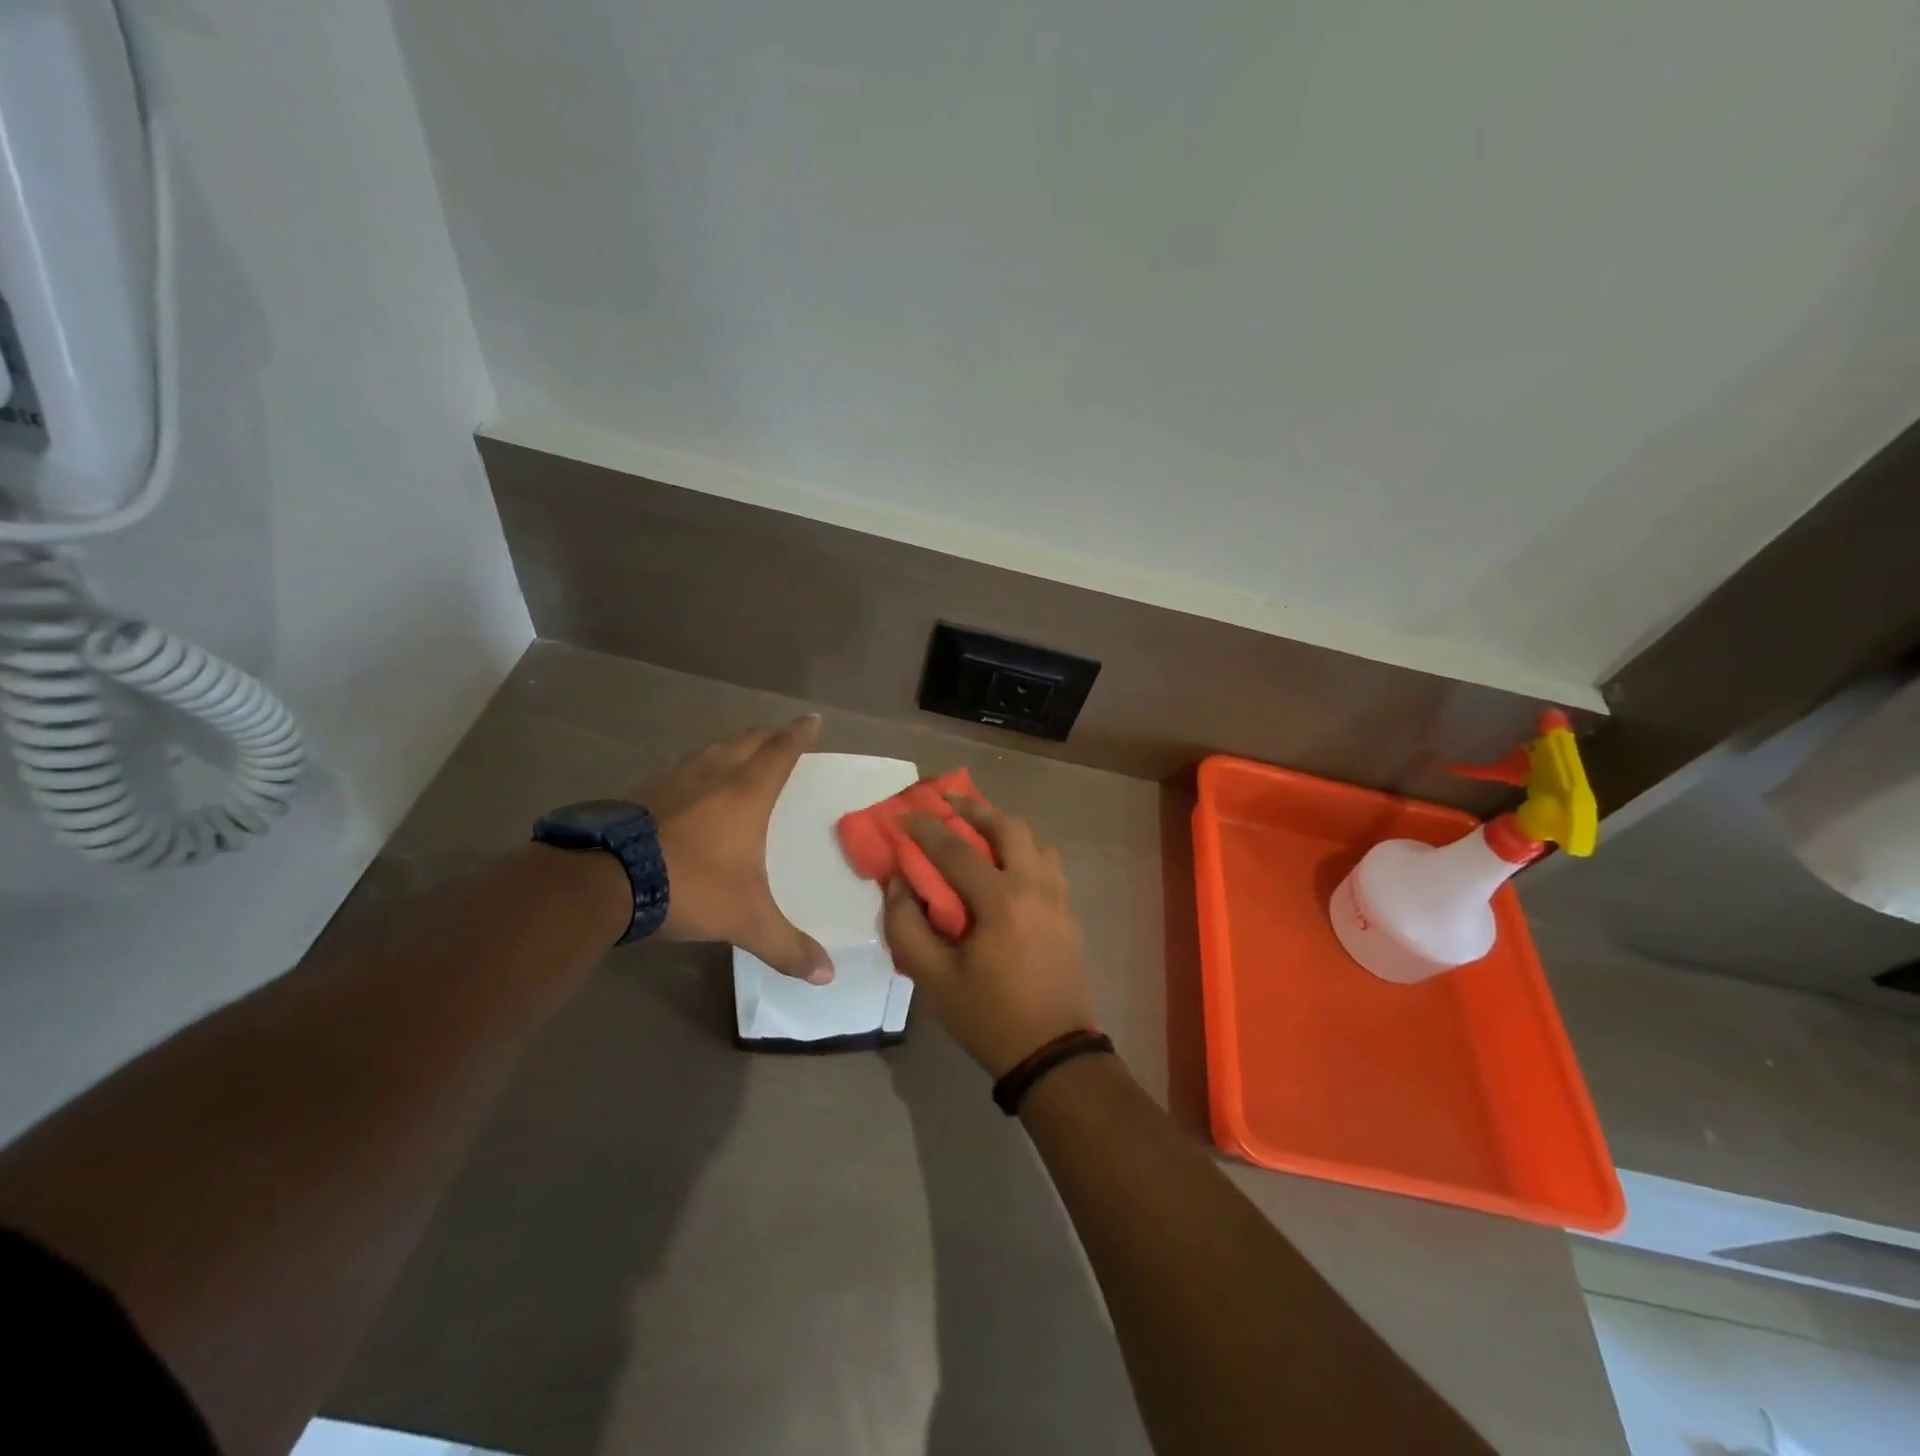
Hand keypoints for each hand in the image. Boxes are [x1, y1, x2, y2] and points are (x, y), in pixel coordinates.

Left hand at [630, 715, 833, 982]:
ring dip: (732, 746)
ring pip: (711, 750)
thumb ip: (787, 946)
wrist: (605, 879)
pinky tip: (690, 784)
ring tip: (740, 752)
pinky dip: (698, 767)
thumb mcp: (746, 920)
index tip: (813, 719)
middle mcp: (713, 775)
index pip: (781, 752)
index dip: (799, 734)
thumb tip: (828, 976)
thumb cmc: (690, 886)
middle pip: (748, 741)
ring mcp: (673, 779)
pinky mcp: (642, 791)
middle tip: (782, 734)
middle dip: (769, 735)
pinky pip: (681, 768)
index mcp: (747, 794)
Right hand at [882, 797, 1096, 1075]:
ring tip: (977, 825)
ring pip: (1034, 839)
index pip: (956, 849)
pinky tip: (1006, 861)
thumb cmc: (989, 1016)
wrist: (1053, 1052)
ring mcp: (1058, 896)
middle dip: (974, 808)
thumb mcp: (934, 979)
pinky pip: (1047, 861)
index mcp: (1001, 900)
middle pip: (1008, 826)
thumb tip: (898, 884)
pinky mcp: (1068, 911)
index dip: (925, 828)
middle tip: (947, 799)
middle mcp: (1034, 886)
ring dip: (1004, 824)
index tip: (901, 814)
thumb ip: (907, 927)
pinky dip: (1024, 847)